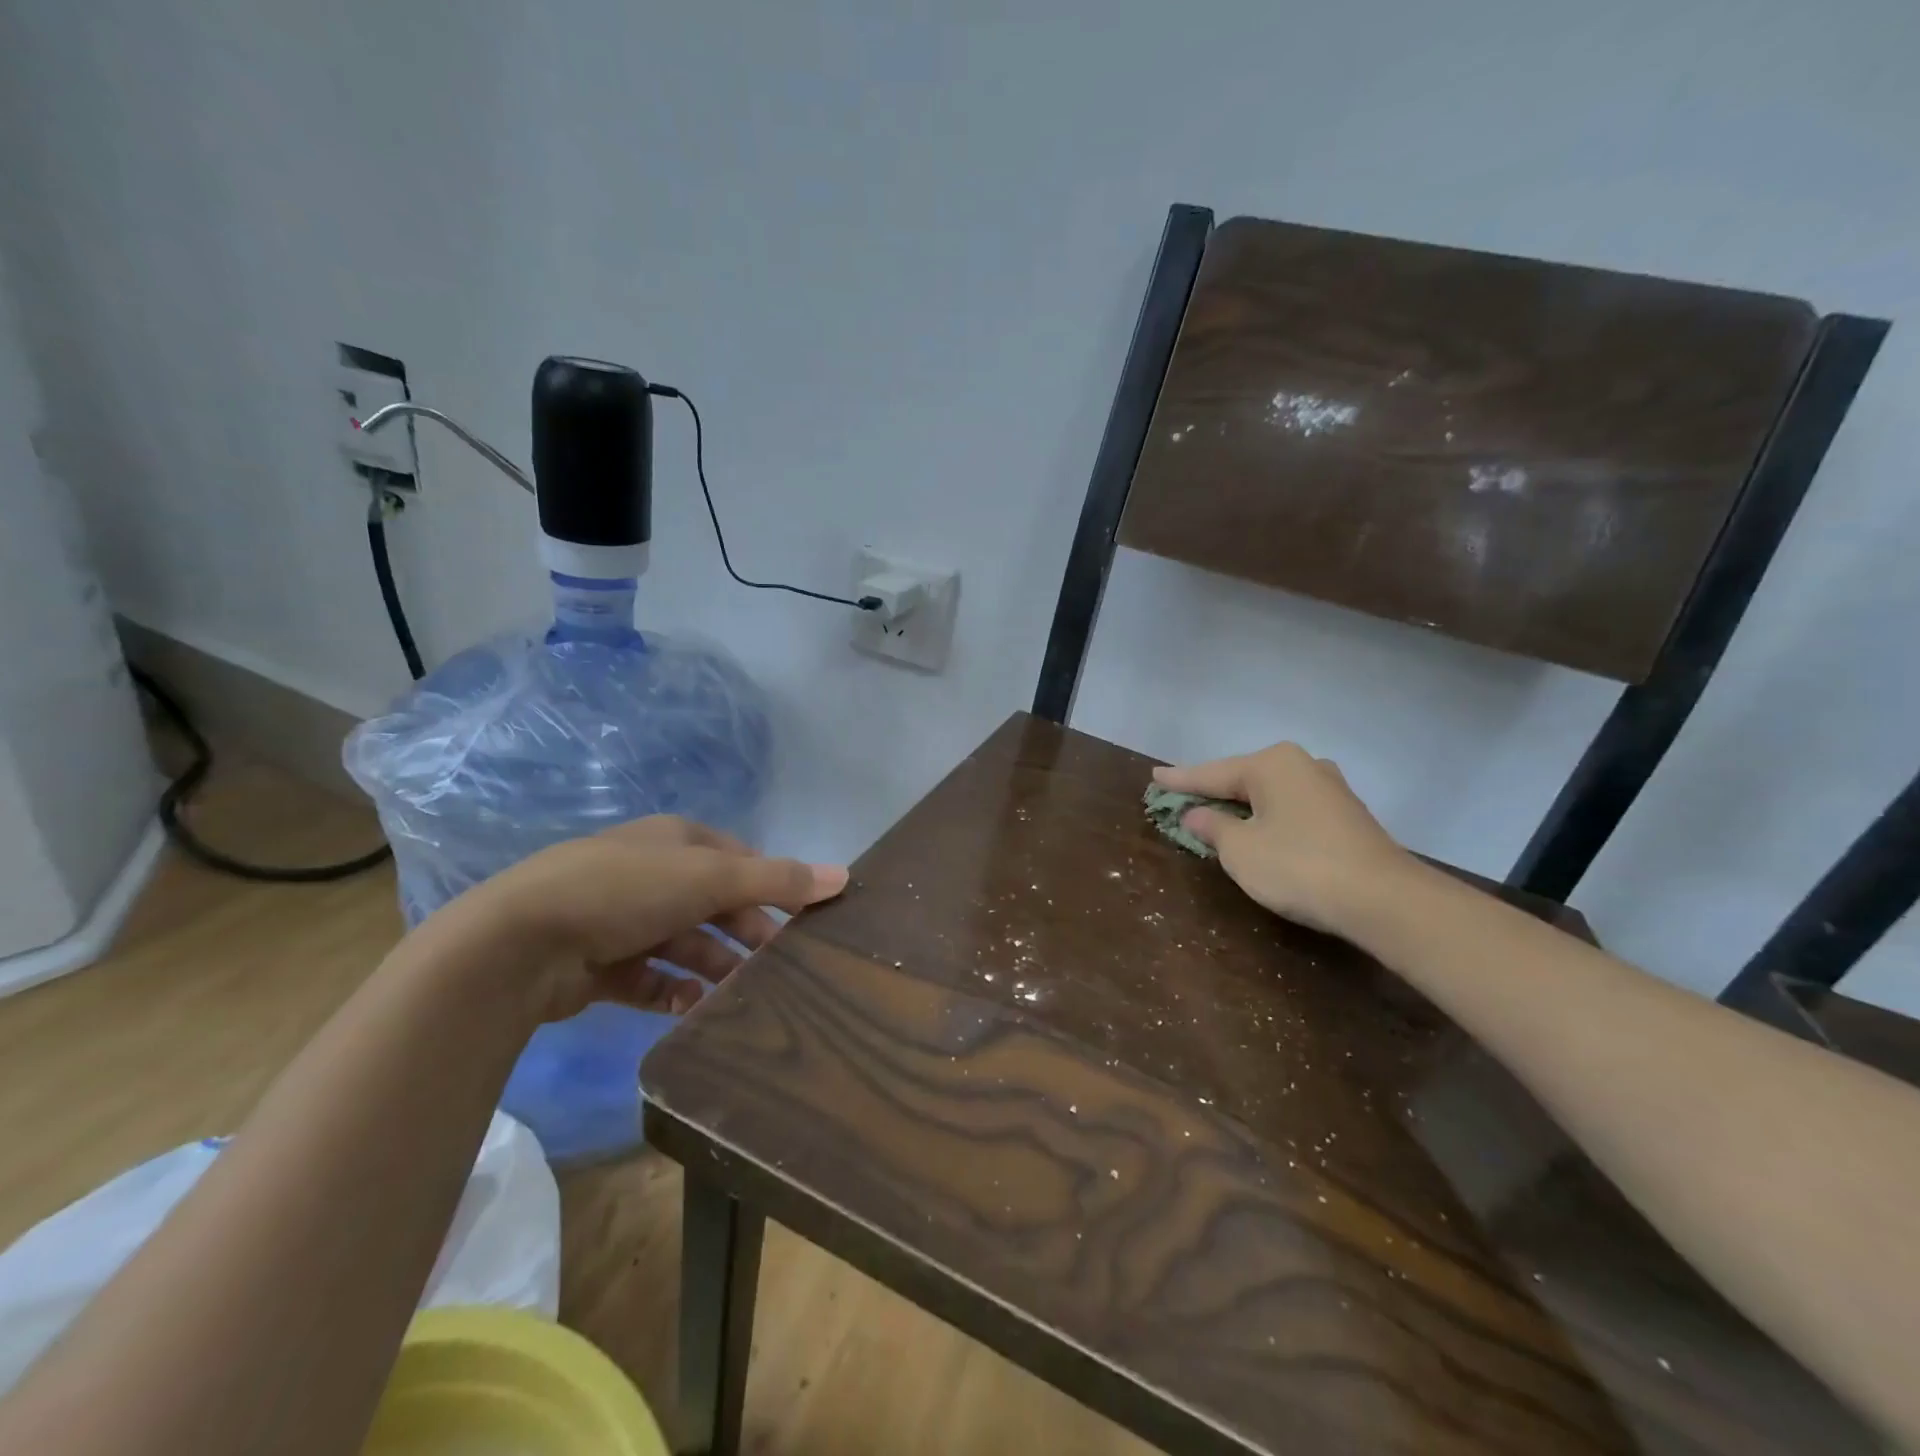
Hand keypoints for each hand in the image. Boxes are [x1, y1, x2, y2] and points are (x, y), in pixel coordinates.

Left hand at [450, 816, 847, 1021]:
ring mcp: (622, 919)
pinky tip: (694, 1012)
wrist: (520, 942)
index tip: (804, 922)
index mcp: (676, 841)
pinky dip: (676, 993)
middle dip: (747, 935)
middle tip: (782, 969)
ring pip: (686, 945)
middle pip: (715, 905)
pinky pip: (652, 979)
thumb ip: (778, 879)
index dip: (774, 887)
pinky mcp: (600, 964)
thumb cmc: (626, 890)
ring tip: (745, 999)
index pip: (740, 861)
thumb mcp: (710, 877)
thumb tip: (844, 876)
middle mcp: (651, 874)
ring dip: (715, 969)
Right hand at [1152, 744, 1413, 937]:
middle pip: (1243, 779)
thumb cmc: (1298, 867)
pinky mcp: (1347, 815)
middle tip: (1182, 796)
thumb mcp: (1240, 850)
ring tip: (1216, 814)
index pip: (1212, 773)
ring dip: (1243, 807)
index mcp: (1271, 764)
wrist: (1383, 899)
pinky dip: (1268, 818)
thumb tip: (1197, 814)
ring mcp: (1329, 788)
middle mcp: (1302, 765)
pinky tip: (1259, 831)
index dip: (1180, 780)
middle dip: (1213, 791)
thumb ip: (1213, 827)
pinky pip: (1291, 809)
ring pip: (1270, 794)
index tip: (1154, 777)